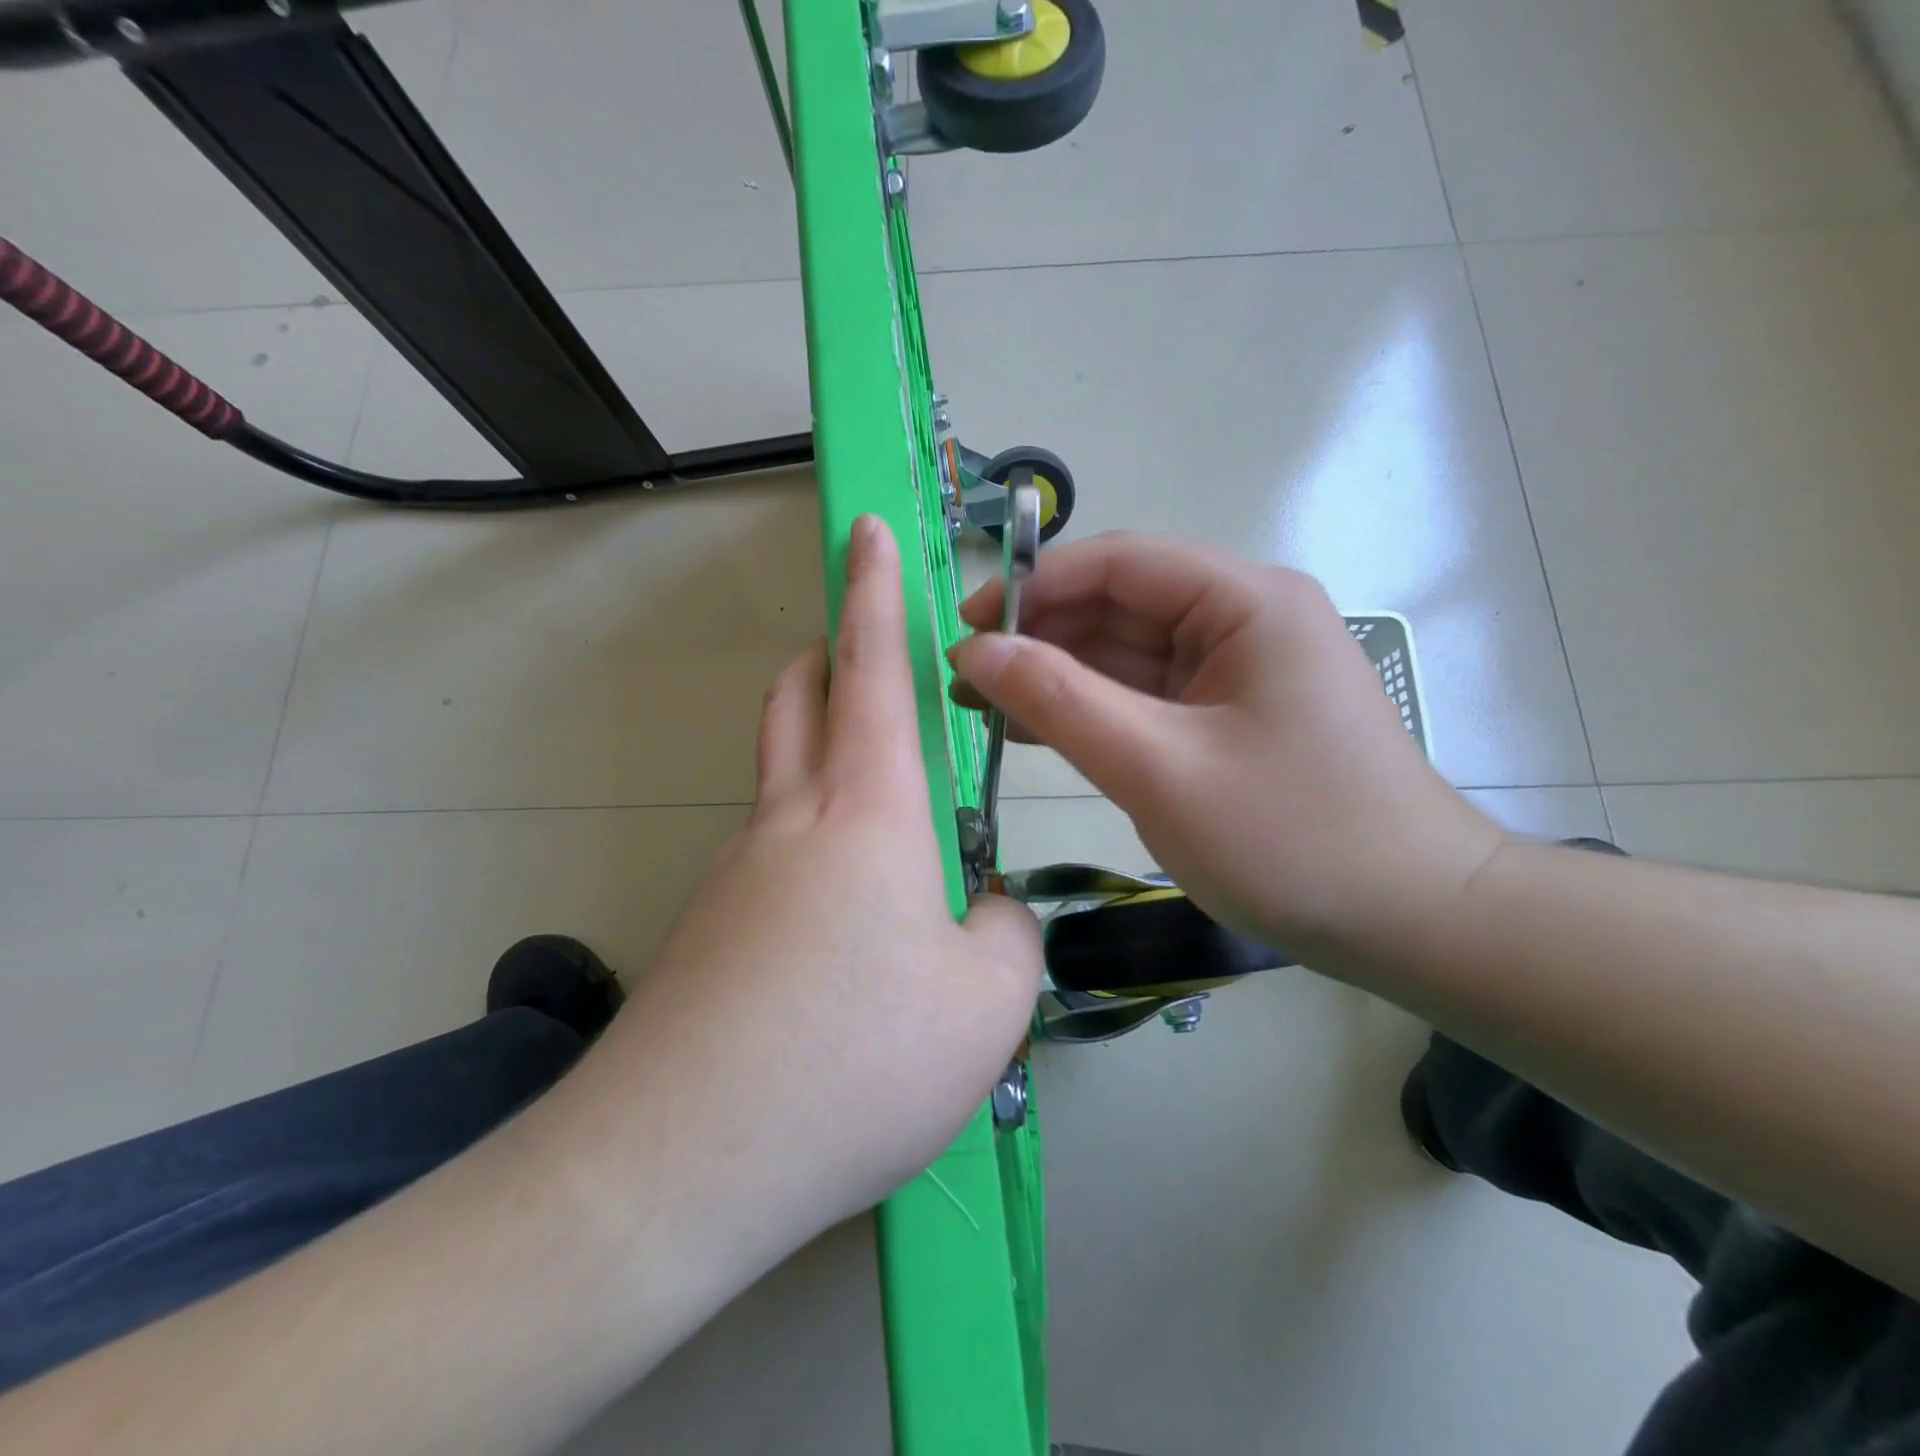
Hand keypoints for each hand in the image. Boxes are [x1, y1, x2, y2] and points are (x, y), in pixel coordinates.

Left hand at [561, 515, 1042, 1269]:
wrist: (681, 1164)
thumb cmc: (856, 1061)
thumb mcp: (988, 1004)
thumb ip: (1009, 934)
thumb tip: (985, 911)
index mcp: (867, 813)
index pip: (871, 668)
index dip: (875, 591)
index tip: (864, 531)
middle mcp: (791, 823)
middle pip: (798, 699)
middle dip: (831, 655)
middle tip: (870, 661)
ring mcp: (737, 876)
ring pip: (783, 780)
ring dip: (826, 762)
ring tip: (893, 832)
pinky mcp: (708, 933)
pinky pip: (773, 861)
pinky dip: (815, 855)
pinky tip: (845, 937)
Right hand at [948, 532, 1503, 958]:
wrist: (1412, 923)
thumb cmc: (1293, 840)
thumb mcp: (1160, 769)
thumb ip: (1062, 702)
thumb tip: (976, 650)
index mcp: (1245, 601)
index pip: (1119, 562)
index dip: (1034, 588)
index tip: (966, 629)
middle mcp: (1243, 618)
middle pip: (1119, 606)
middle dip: (1040, 638)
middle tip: (965, 681)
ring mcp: (1237, 671)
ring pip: (1126, 655)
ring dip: (1057, 677)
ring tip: (983, 706)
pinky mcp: (1229, 718)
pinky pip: (1146, 697)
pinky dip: (1091, 711)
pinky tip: (1034, 730)